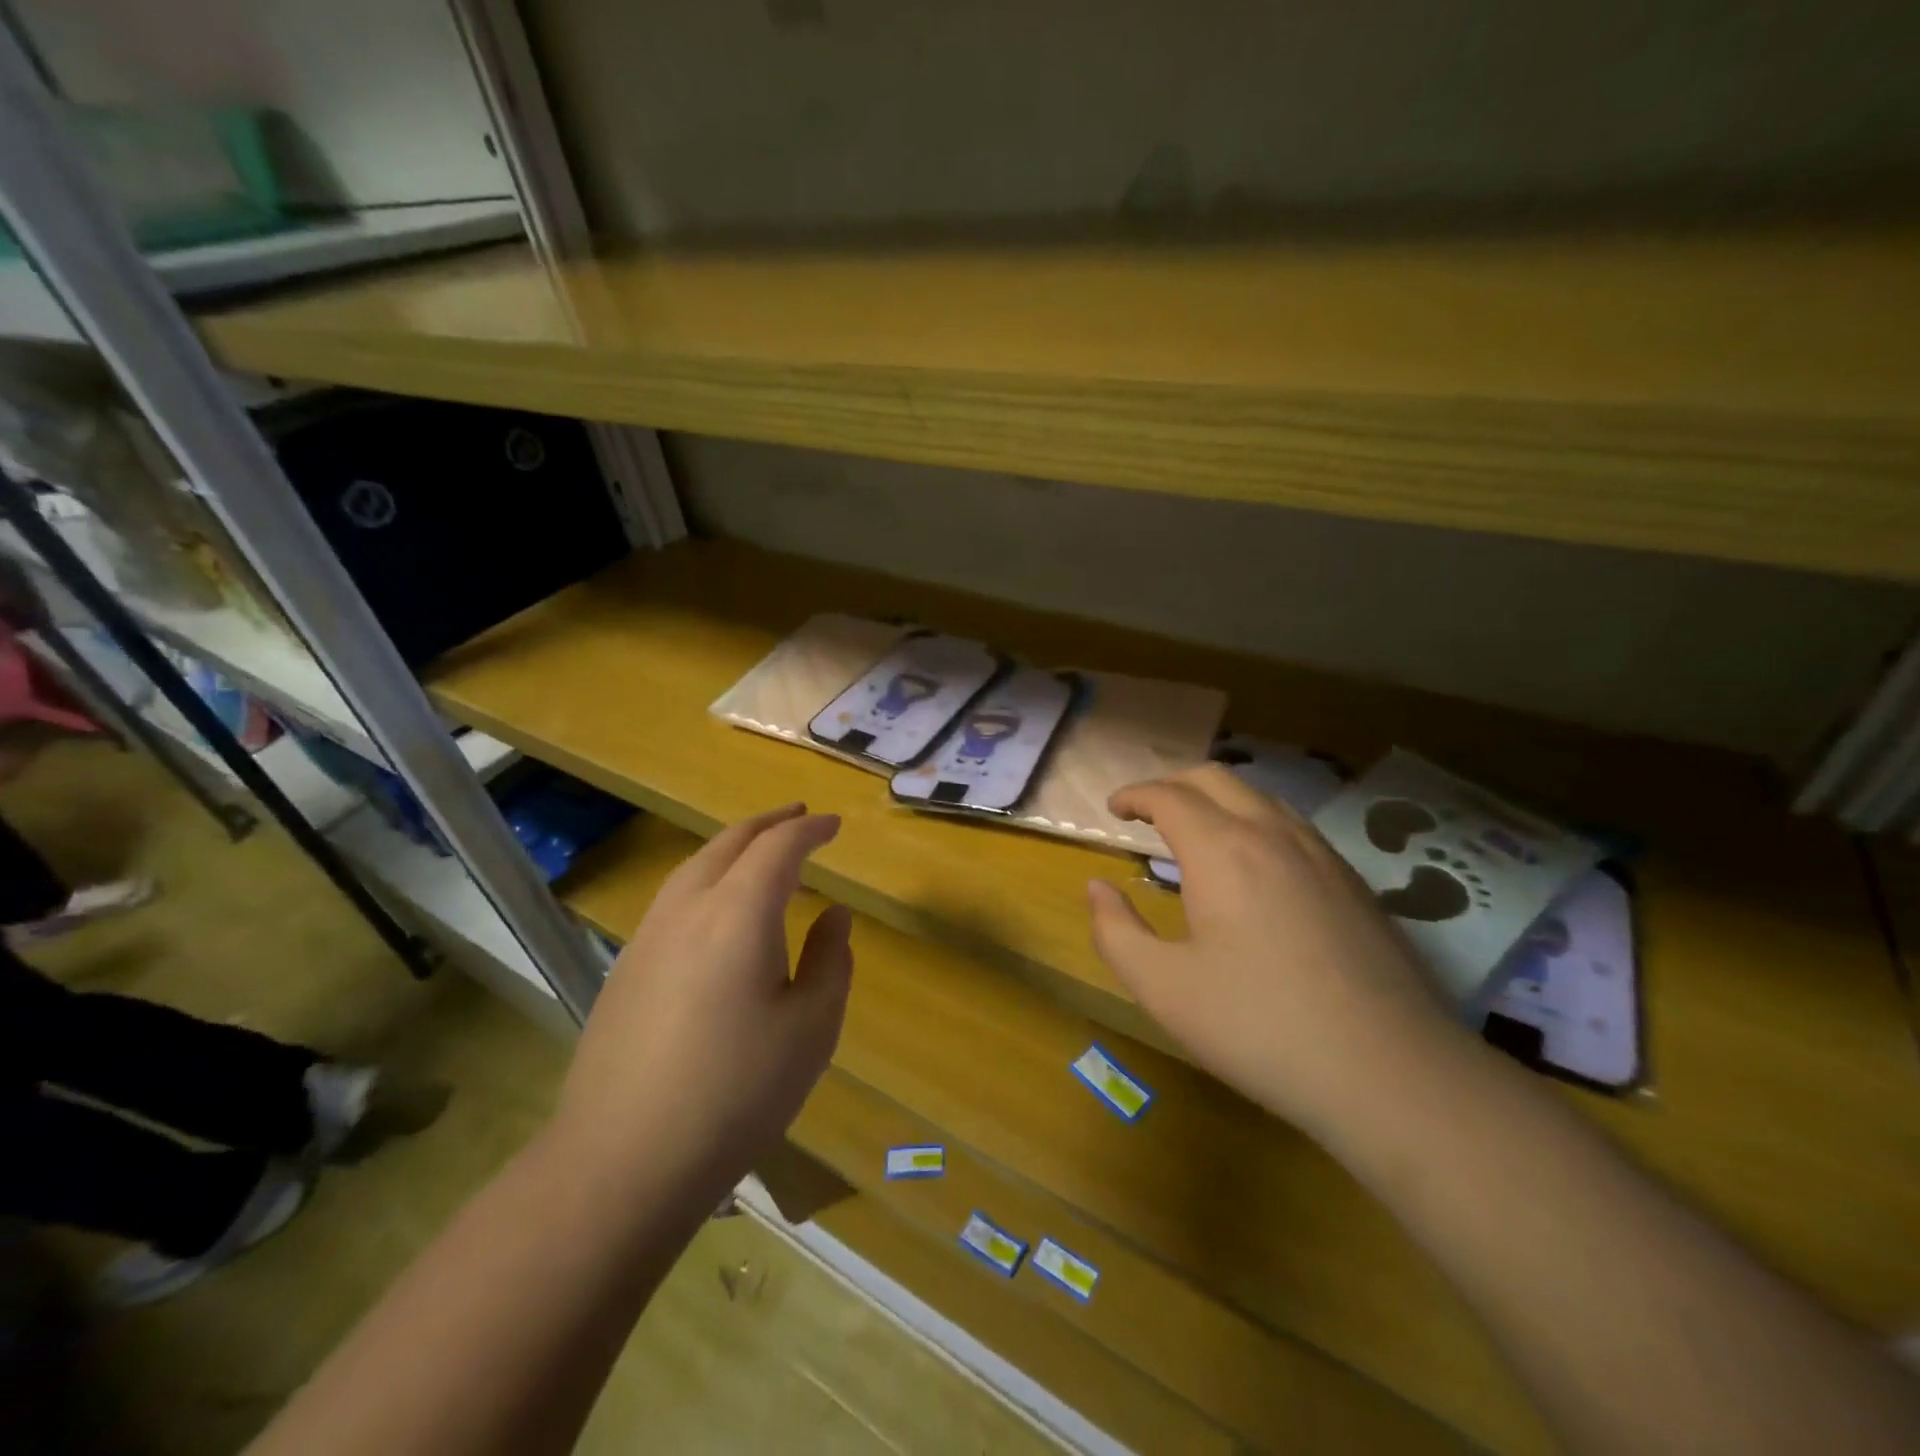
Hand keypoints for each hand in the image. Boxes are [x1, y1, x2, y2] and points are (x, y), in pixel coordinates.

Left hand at [554, 804, 852, 1194]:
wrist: (622, 1161)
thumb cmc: (736, 1093)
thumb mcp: (810, 1029)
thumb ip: (830, 961)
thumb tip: (834, 916)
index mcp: (739, 914)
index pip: (779, 847)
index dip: (810, 829)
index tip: (834, 825)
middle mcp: (689, 909)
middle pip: (730, 842)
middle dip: (769, 823)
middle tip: (800, 817)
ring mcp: (648, 936)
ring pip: (695, 865)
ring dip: (734, 846)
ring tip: (761, 851)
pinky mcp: (626, 967)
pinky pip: (675, 897)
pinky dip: (707, 877)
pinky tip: (717, 908)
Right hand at [1087, 765, 1459, 1139]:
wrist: (1391, 1072)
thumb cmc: (1259, 1027)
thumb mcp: (1163, 988)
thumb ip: (1116, 931)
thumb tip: (1097, 887)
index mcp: (1221, 850)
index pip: (1168, 796)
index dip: (1134, 794)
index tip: (1114, 808)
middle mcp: (1272, 834)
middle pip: (1215, 779)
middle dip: (1173, 784)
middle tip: (1147, 811)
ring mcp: (1321, 854)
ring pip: (1260, 796)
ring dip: (1217, 799)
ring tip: (1196, 832)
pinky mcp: (1354, 881)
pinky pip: (1293, 825)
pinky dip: (1255, 821)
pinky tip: (1254, 866)